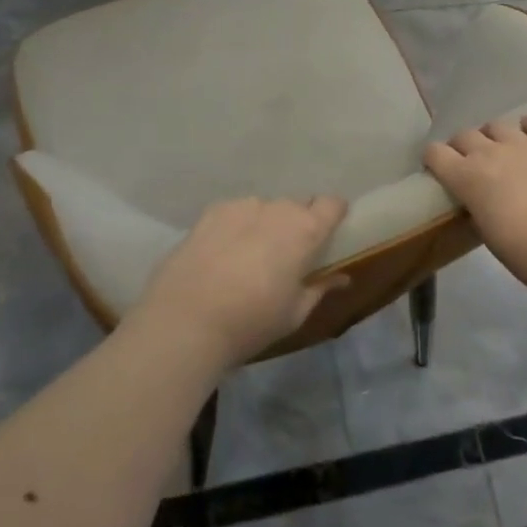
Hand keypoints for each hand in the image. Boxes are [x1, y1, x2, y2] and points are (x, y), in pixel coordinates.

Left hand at [134, 195, 348, 367]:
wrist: (184, 322)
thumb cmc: (251, 322)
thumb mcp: (294, 314)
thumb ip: (320, 289)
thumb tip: (342, 278)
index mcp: (305, 231)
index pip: (332, 204)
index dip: (333, 215)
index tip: (329, 233)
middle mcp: (277, 209)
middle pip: (297, 205)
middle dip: (297, 224)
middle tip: (287, 255)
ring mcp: (241, 206)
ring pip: (264, 208)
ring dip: (265, 224)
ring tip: (249, 255)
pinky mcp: (210, 212)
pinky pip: (235, 212)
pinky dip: (236, 226)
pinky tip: (222, 253)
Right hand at [424, 117, 526, 291]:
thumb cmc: (523, 252)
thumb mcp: (484, 231)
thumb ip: (475, 206)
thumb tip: (477, 198)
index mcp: (466, 177)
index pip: (435, 152)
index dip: (435, 160)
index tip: (440, 171)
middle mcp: (489, 152)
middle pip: (464, 135)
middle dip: (463, 148)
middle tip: (472, 166)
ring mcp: (523, 143)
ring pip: (497, 125)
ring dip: (494, 137)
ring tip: (503, 152)